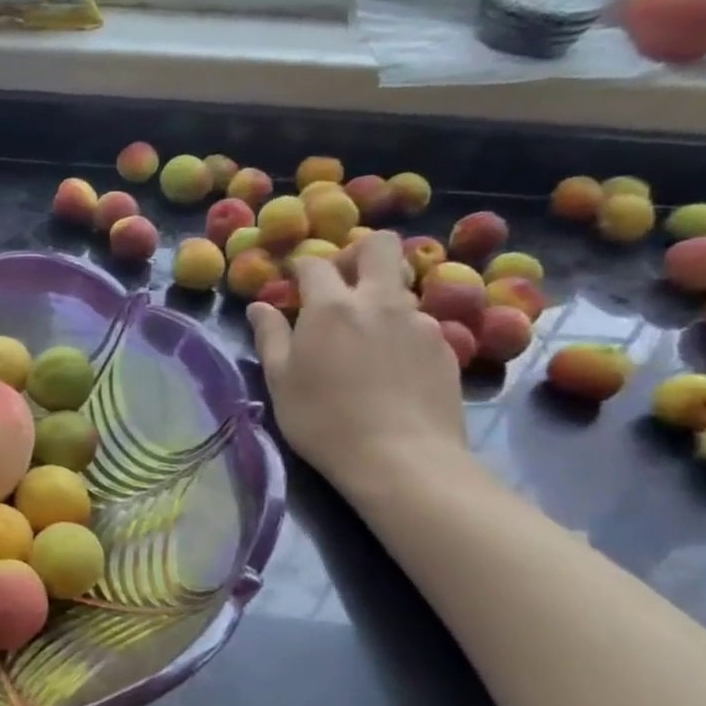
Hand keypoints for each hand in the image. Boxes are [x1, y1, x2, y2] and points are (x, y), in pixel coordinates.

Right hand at [246, 231, 467, 494]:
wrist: (402, 459)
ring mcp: (419, 321)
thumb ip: (270, 337)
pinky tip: (392, 368)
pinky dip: (401, 332)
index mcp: (331, 306)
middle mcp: (379, 301)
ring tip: (365, 339)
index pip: (315, 263)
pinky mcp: (445, 347)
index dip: (301, 267)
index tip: (293, 283)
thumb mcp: (281, 382)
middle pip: (378, 245)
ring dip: (379, 298)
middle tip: (341, 285)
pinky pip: (419, 323)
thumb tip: (260, 307)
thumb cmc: (325, 421)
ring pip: (400, 287)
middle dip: (357, 253)